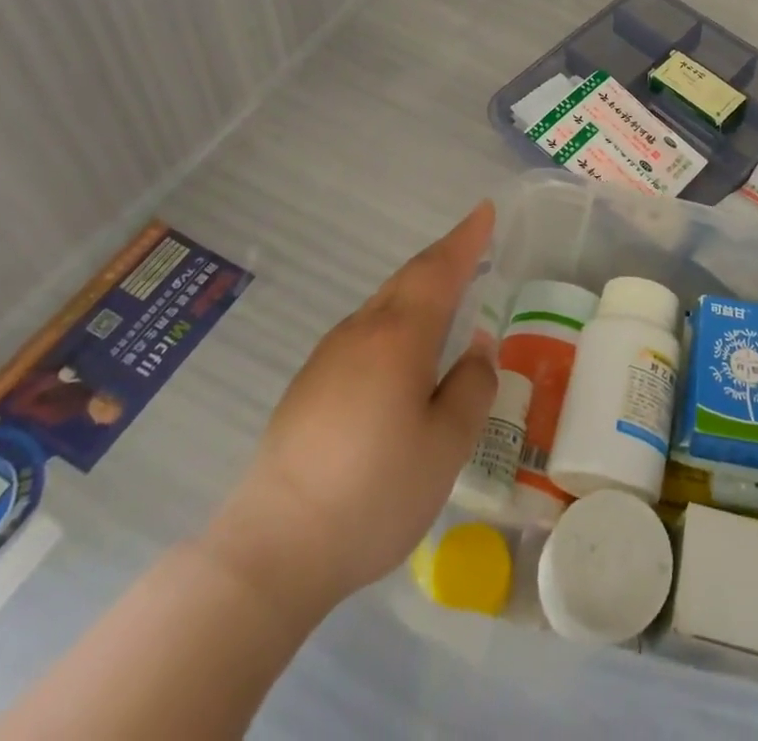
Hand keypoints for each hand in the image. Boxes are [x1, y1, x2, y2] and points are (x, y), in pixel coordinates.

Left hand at [201, 202, 498, 615]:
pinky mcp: (308, 385)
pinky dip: (396, 320)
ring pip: (383, 305)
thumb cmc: (373, 493)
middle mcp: (361, 332)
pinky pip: (365, 332)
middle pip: (409, 279)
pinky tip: (401, 353)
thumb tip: (476, 348)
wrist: (272, 549)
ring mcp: (328, 356)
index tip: (485, 209)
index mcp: (399, 336)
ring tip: (446, 295)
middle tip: (474, 243)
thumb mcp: (446, 445)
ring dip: (419, 289)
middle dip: (444, 257)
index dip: (467, 238)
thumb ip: (471, 387)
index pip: (441, 269)